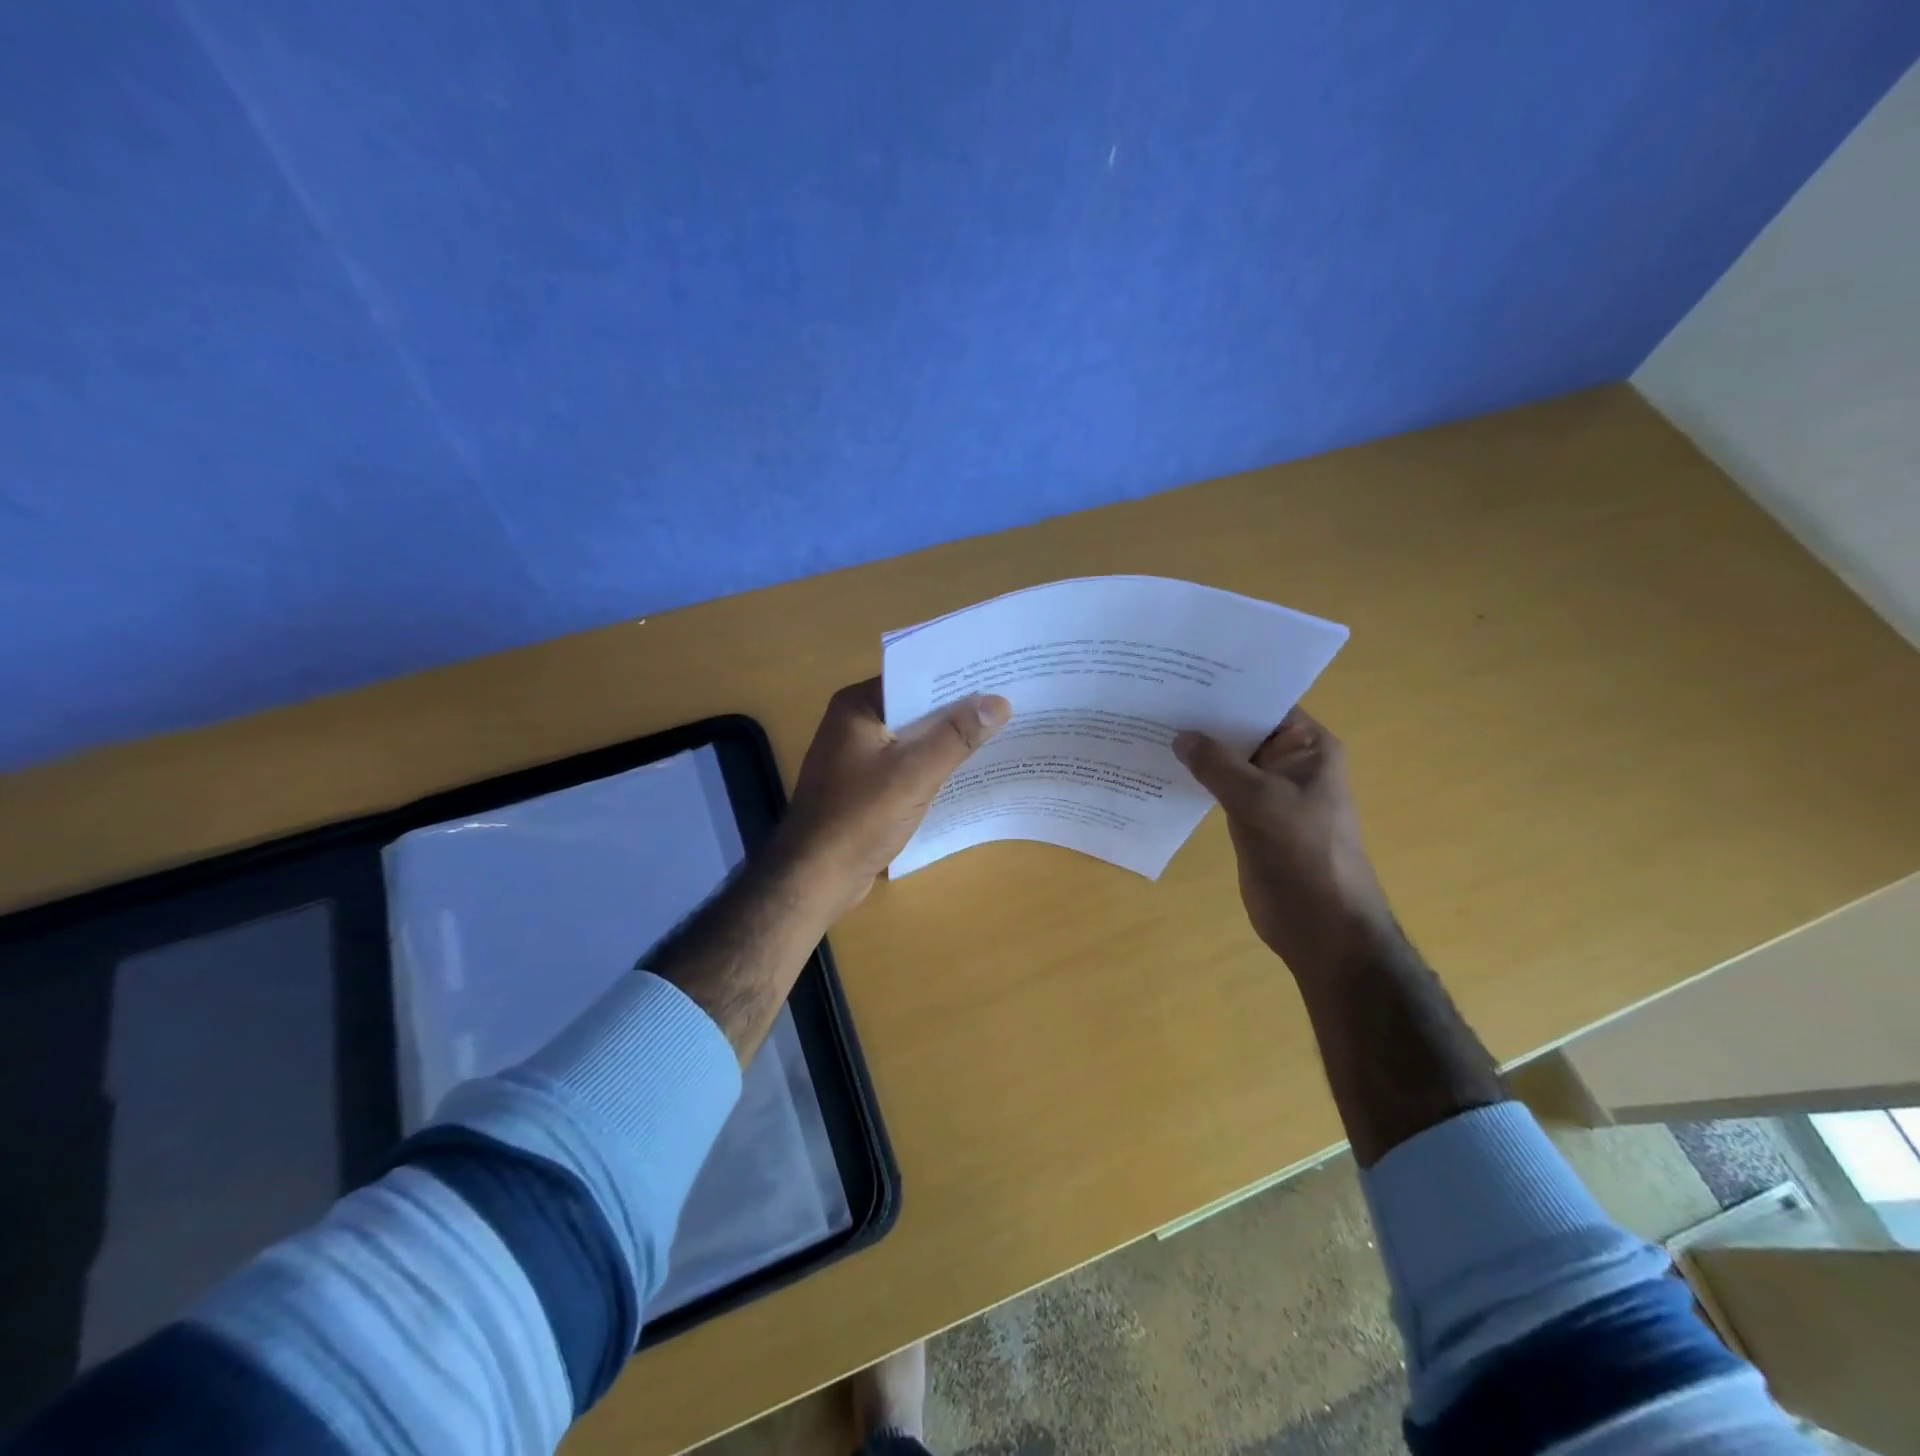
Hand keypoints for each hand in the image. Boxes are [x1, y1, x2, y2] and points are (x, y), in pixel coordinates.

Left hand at [777, 678, 1011, 912]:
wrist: (814, 878)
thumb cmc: (859, 818)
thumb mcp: (914, 773)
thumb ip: (956, 736)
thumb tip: (998, 702)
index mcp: (858, 707)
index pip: (914, 677)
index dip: (956, 677)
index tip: (999, 675)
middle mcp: (855, 723)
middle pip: (915, 707)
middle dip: (957, 709)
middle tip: (1009, 703)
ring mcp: (858, 756)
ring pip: (913, 738)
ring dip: (948, 739)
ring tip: (1000, 731)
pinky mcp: (865, 785)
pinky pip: (906, 764)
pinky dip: (933, 764)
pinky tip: (967, 769)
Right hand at [1174, 708, 1398, 977]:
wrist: (1320, 923)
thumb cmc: (1302, 852)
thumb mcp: (1258, 799)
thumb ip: (1217, 764)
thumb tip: (1180, 737)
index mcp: (1307, 747)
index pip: (1265, 703)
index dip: (1226, 689)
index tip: (1181, 674)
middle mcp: (1289, 763)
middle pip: (1242, 731)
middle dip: (1204, 719)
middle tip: (1153, 698)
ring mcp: (1269, 792)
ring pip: (1227, 761)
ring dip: (1196, 752)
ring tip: (1148, 727)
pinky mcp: (1250, 818)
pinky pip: (1219, 789)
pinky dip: (1195, 780)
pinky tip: (1160, 769)